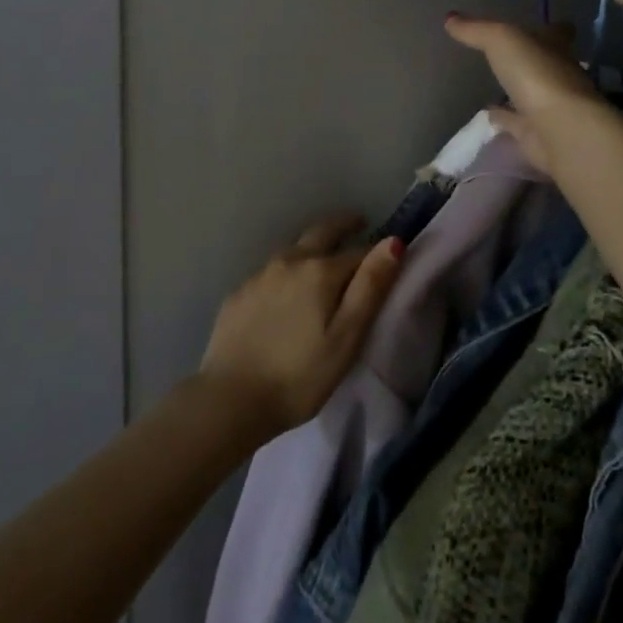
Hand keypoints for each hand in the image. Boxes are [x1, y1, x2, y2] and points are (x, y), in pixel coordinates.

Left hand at [198, 214, 404, 439]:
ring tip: (322, 261)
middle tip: (357, 222)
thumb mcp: (346, 338)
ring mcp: (259, 275)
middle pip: (321, 233)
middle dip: (342, 225)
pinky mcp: (238, 294)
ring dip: (311, 248)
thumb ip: (370, 288)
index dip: (375, 254)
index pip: (357, 252)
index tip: (386, 254)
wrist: (230, 399)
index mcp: (320, 270)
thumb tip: (393, 242)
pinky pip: (270, 273)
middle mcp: (289, 261)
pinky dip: (285, 273)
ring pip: (293, 251)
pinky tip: (284, 292)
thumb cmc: (299, 376)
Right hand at [443, 13, 605, 174]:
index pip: (558, 32)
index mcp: (555, 48)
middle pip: (545, 63)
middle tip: (507, 55)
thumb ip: (476, 30)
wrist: (559, 130)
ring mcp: (549, 107)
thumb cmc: (536, 74)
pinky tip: (488, 115)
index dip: (550, 28)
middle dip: (530, 59)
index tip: (540, 25)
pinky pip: (515, 122)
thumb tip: (449, 18)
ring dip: (516, 90)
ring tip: (491, 85)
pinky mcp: (536, 133)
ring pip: (530, 94)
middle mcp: (558, 75)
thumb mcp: (501, 40)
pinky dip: (504, 118)